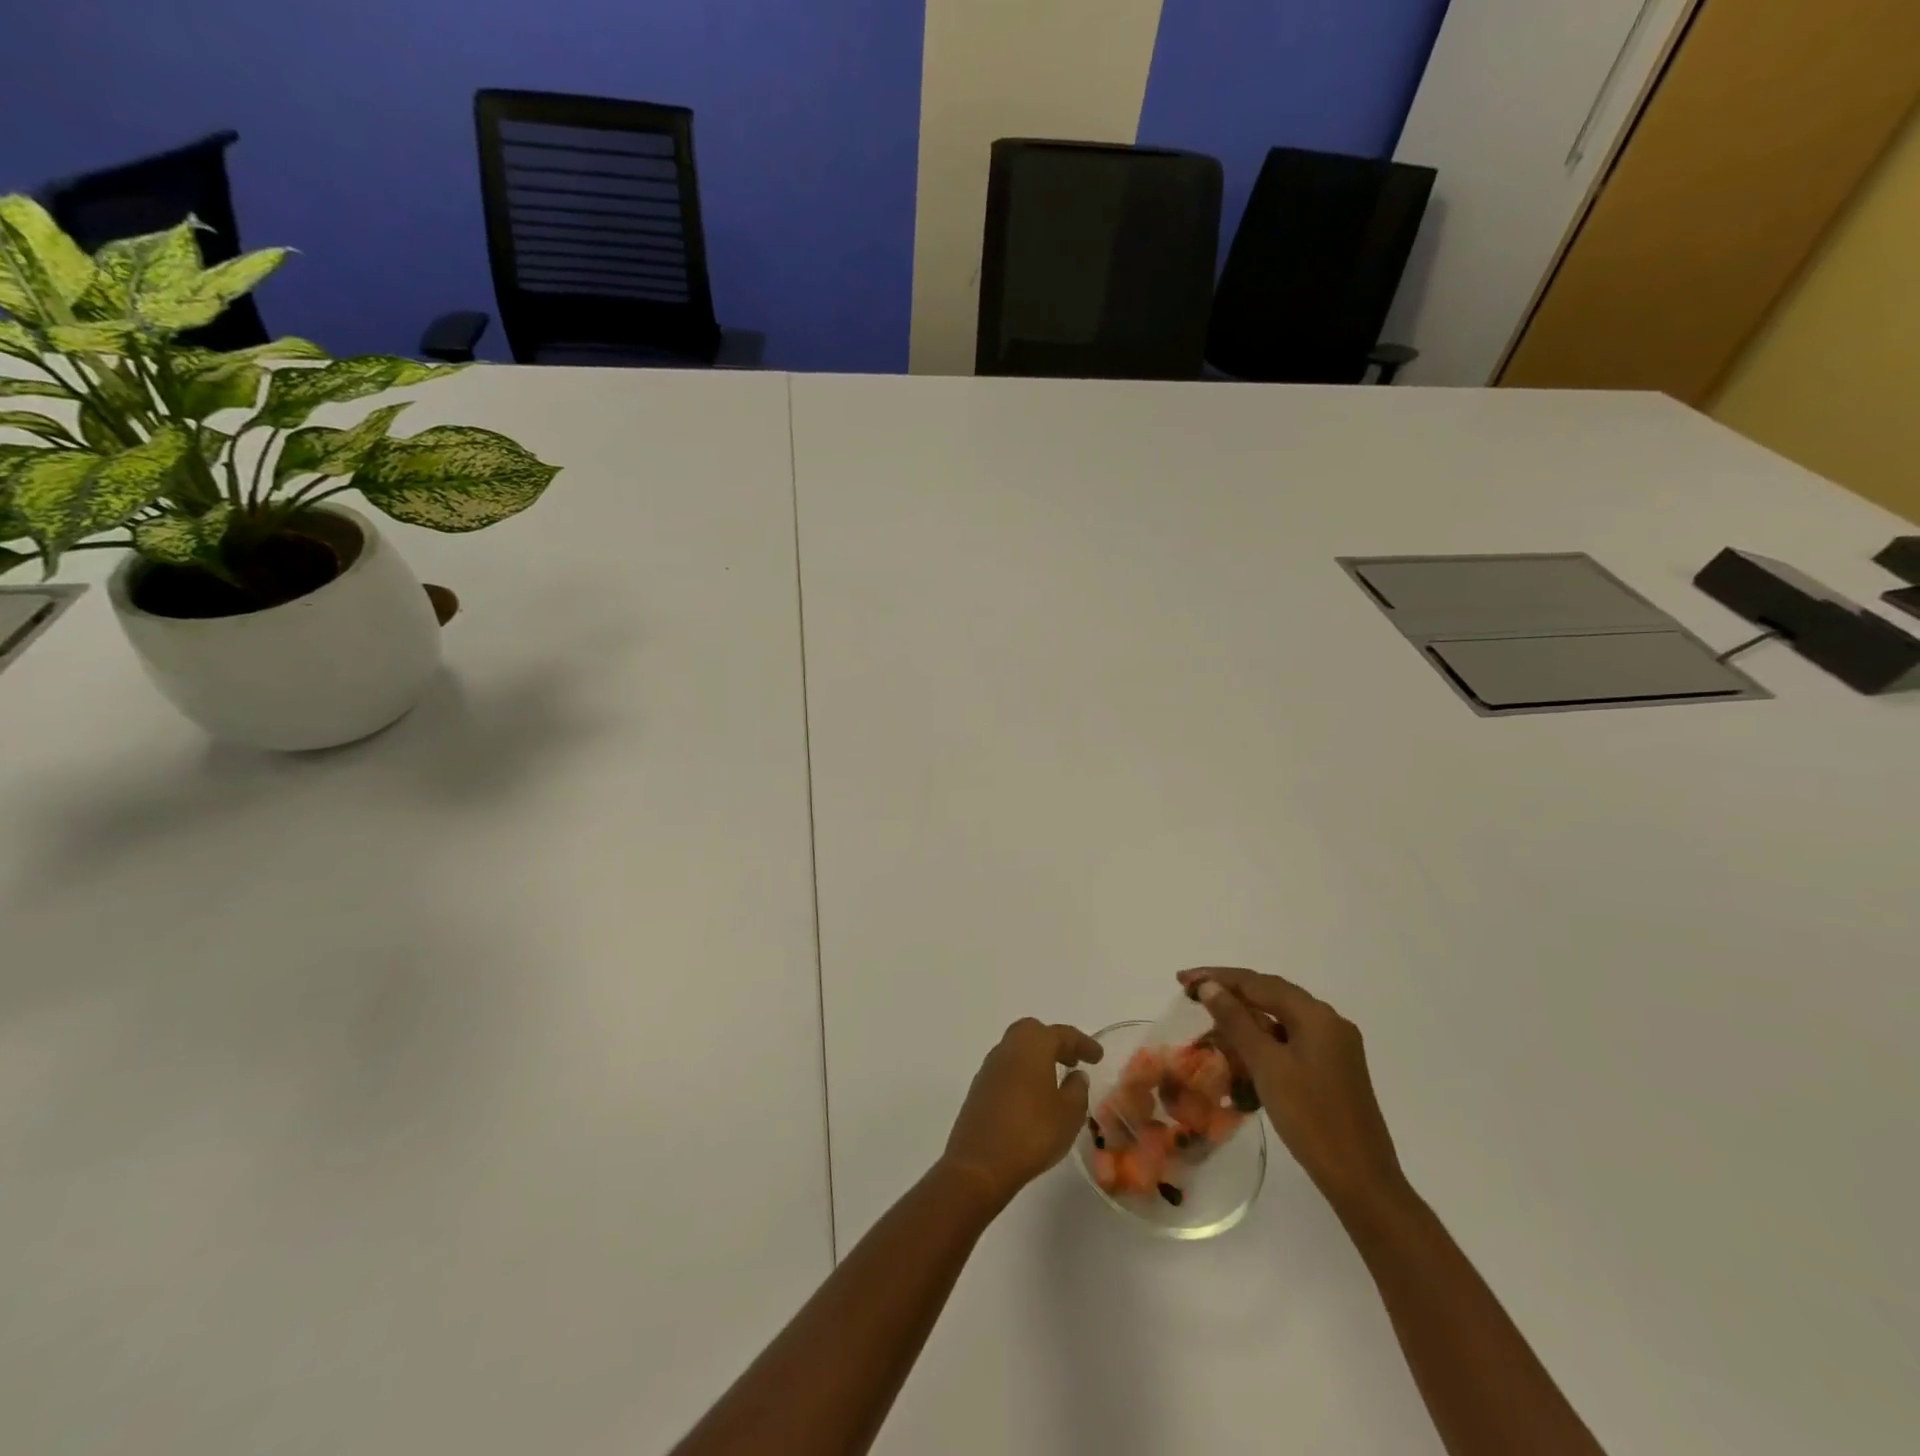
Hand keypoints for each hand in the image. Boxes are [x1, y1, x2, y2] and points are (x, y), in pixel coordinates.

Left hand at [941, 1019, 1103, 1210]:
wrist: (980, 1164)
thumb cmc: (1032, 1133)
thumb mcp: (1069, 1114)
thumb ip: (1077, 1090)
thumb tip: (1076, 1076)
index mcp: (1032, 1046)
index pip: (1062, 1034)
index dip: (1082, 1043)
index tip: (1097, 1055)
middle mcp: (1007, 1048)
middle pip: (1033, 1032)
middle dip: (1055, 1042)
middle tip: (1073, 1061)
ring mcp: (989, 1068)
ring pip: (1016, 1049)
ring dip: (1037, 1058)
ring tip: (1056, 1079)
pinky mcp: (979, 1089)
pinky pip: (1006, 1069)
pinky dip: (1023, 1074)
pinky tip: (1033, 1097)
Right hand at [1178, 968, 1406, 1215]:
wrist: (1362, 1181)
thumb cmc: (1311, 1118)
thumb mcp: (1267, 1065)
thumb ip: (1236, 1021)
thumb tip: (1210, 986)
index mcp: (1316, 1015)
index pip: (1258, 983)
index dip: (1217, 977)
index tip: (1182, 980)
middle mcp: (1329, 1022)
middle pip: (1271, 994)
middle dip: (1230, 992)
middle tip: (1191, 993)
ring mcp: (1334, 1047)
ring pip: (1280, 1018)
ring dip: (1245, 1017)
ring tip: (1210, 1021)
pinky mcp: (1332, 1069)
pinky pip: (1290, 1040)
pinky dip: (1262, 1039)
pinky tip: (1242, 1049)